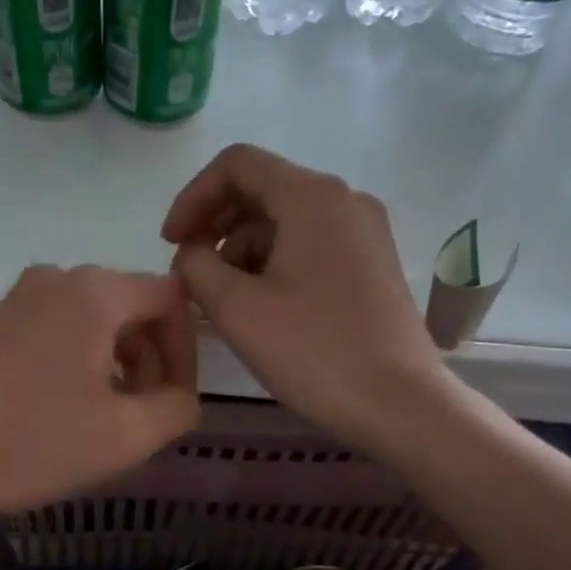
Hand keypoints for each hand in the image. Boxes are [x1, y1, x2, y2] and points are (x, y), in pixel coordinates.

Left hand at [0, 265, 199, 518]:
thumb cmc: (30, 443)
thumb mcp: (125, 436)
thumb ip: (178, 407)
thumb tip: (180, 394)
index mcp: (95, 292)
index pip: (171, 298)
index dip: (186, 349)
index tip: (177, 399)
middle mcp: (58, 278)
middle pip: (133, 306)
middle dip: (151, 358)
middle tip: (145, 414)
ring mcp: (20, 298)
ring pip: (96, 320)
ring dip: (118, 363)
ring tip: (109, 417)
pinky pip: (60, 329)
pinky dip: (81, 361)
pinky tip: (67, 408)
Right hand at [163, 143, 443, 451]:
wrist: (400, 404)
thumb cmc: (313, 351)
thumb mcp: (236, 309)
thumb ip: (196, 266)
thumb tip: (192, 254)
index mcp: (311, 196)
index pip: (236, 165)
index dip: (192, 198)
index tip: (170, 244)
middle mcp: (344, 200)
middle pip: (263, 189)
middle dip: (216, 226)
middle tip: (191, 273)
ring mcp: (365, 232)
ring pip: (286, 221)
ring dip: (243, 250)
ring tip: (223, 299)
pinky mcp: (373, 264)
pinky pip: (311, 245)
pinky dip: (274, 263)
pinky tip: (261, 307)